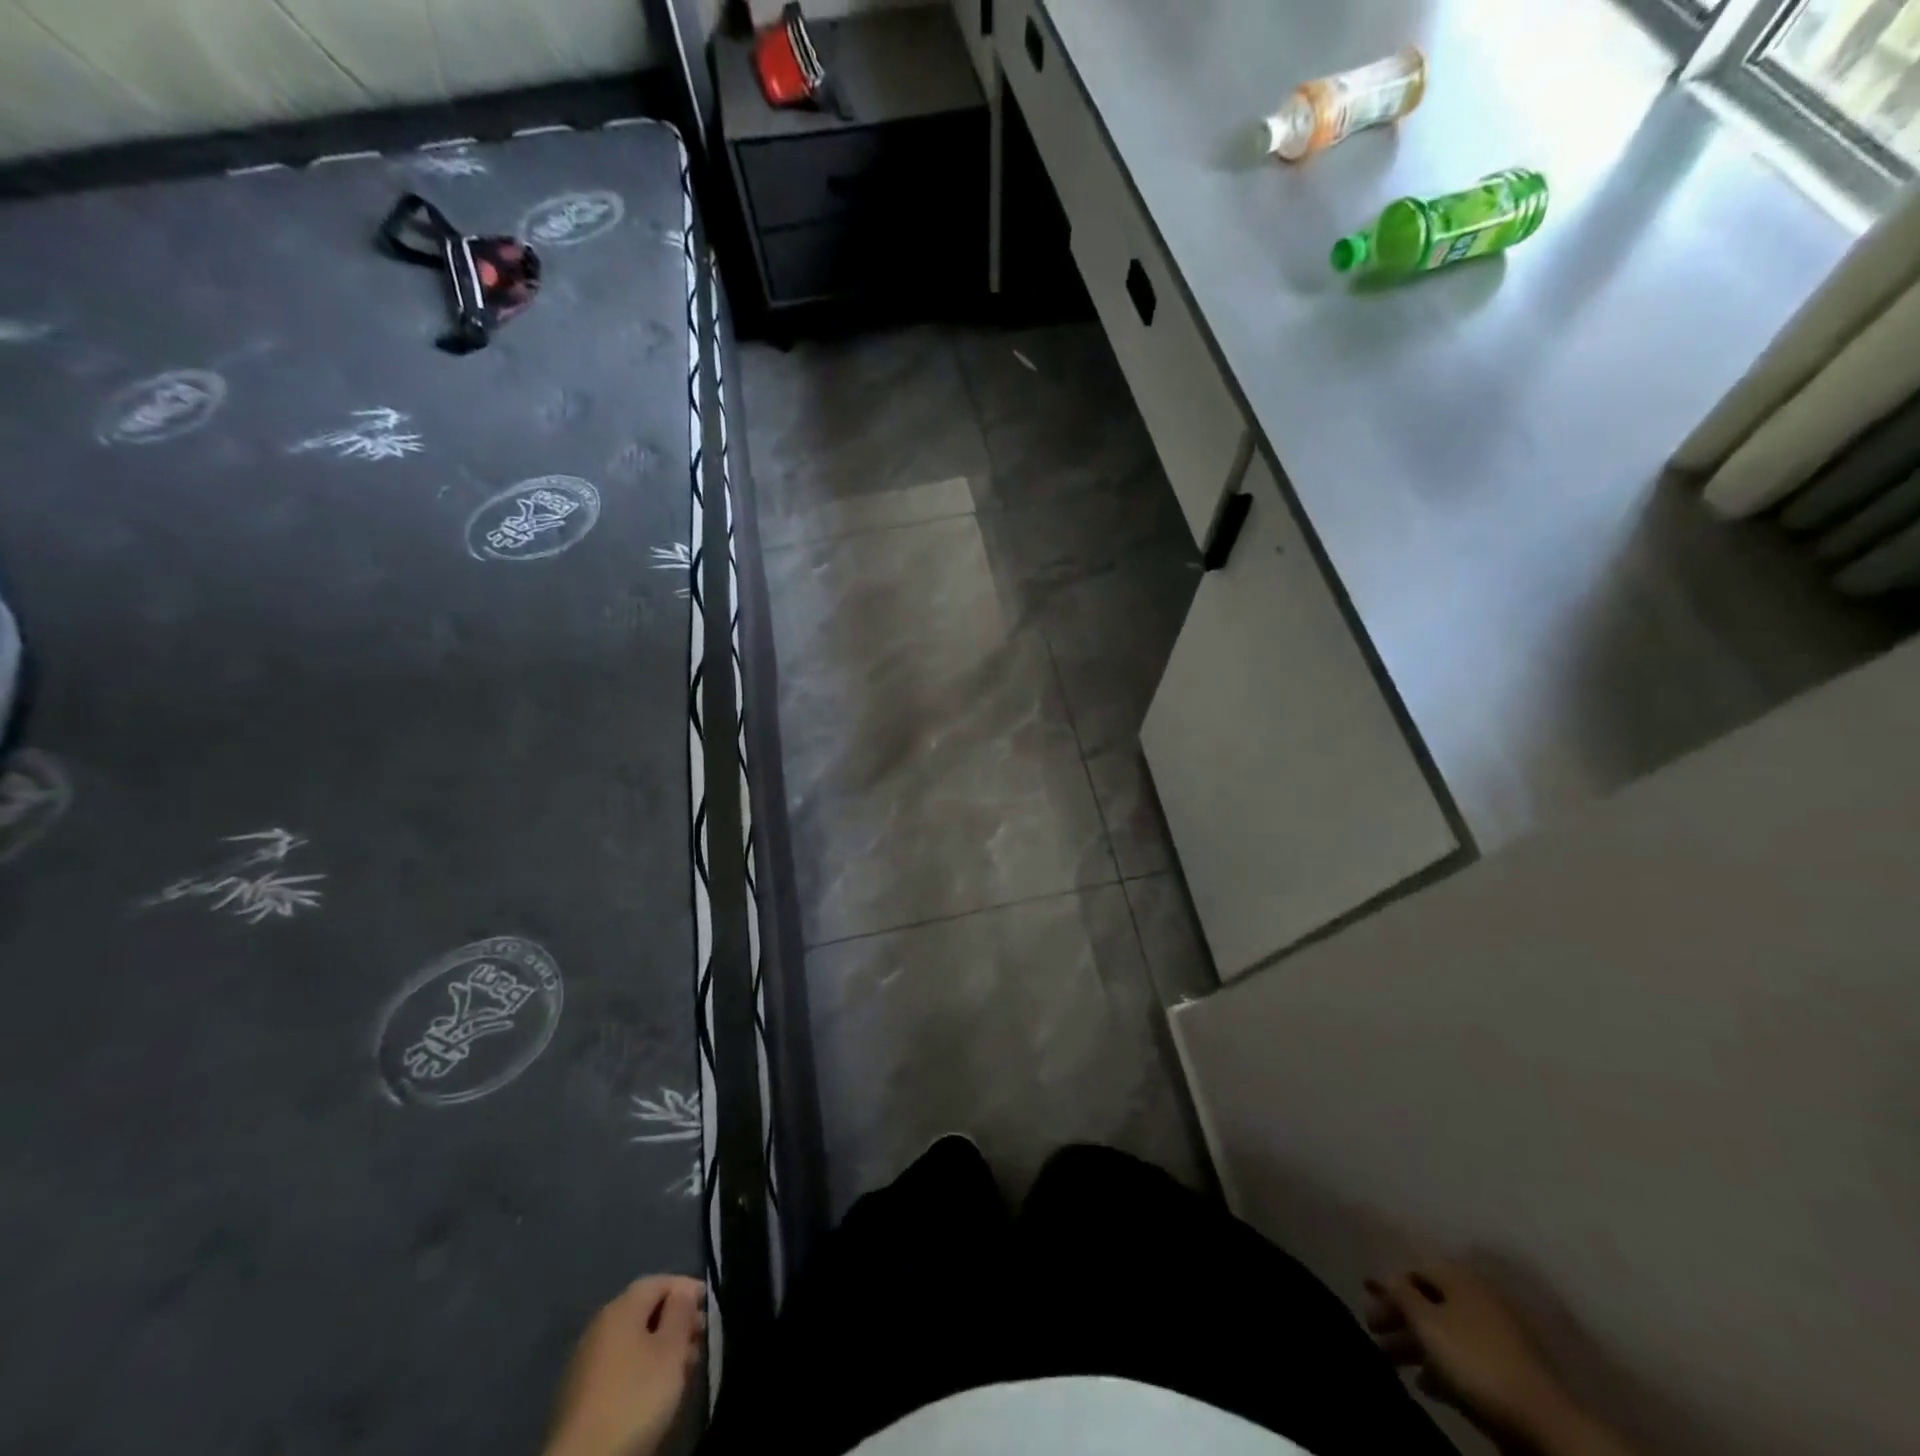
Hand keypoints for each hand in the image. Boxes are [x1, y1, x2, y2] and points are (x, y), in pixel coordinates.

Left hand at [545, 1275, 705, 1455]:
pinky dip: (642, 1367)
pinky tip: (657, 1388)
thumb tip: (683, 1291)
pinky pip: (620, 1365)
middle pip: (644, 1310)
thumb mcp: (670, 1350)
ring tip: (686, 1367)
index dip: (687, 1288)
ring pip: (633, 1340)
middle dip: (676, 1320)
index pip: (659, 1281)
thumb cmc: (635, 1396)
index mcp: (620, 1308)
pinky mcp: (580, 1394)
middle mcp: (599, 1326)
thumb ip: (681, 1313)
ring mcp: (586, 1361)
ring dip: (661, 1346)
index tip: (710, 1306)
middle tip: (701, 1339)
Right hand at [1366, 1260, 1573, 1446]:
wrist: (1542, 1421)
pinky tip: (1425, 1384)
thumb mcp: (1426, 1321)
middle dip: (1398, 1315)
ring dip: (1414, 1343)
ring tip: (1391, 1361)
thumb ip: (1401, 1293)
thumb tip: (1385, 1275)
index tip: (1365, 1295)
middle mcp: (1477, 1298)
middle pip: (1428, 1300)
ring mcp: (1495, 1337)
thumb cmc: (1474, 1358)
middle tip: (1373, 1331)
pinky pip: (1463, 1359)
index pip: (1414, 1268)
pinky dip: (1440, 1366)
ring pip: (1444, 1331)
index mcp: (1460, 1277)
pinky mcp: (1506, 1372)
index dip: (1388, 1281)